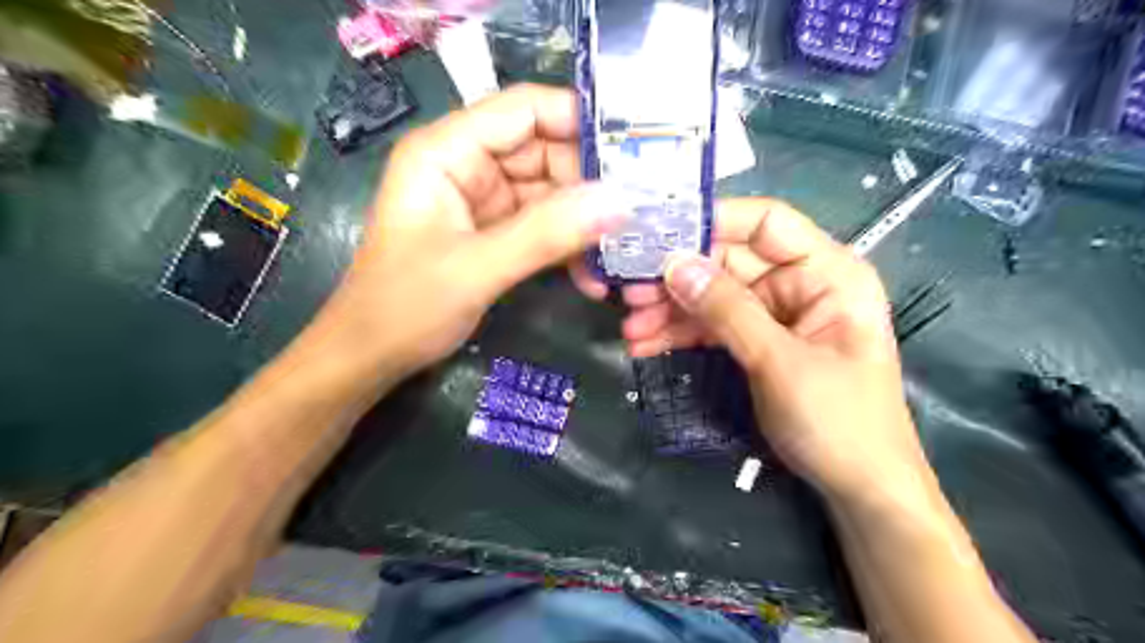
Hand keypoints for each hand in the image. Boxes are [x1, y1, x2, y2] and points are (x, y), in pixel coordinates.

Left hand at [309, 86, 630, 381]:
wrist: (371, 355)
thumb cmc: (404, 307)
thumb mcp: (476, 268)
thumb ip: (546, 234)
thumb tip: (620, 203)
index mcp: (447, 151)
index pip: (523, 109)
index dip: (579, 121)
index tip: (634, 151)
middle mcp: (467, 165)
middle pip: (545, 150)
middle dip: (590, 183)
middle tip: (639, 213)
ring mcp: (483, 200)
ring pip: (550, 192)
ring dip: (584, 222)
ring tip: (622, 251)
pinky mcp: (495, 231)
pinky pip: (543, 225)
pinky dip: (568, 246)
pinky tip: (592, 275)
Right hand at [600, 197, 928, 499]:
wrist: (859, 489)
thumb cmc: (839, 422)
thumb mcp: (780, 362)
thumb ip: (728, 310)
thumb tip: (673, 265)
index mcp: (827, 272)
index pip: (766, 222)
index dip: (713, 220)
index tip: (658, 233)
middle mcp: (800, 284)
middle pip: (729, 261)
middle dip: (678, 276)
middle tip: (629, 292)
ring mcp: (776, 315)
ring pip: (714, 295)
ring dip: (671, 309)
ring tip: (630, 327)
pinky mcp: (758, 342)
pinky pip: (713, 326)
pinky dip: (681, 334)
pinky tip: (646, 344)